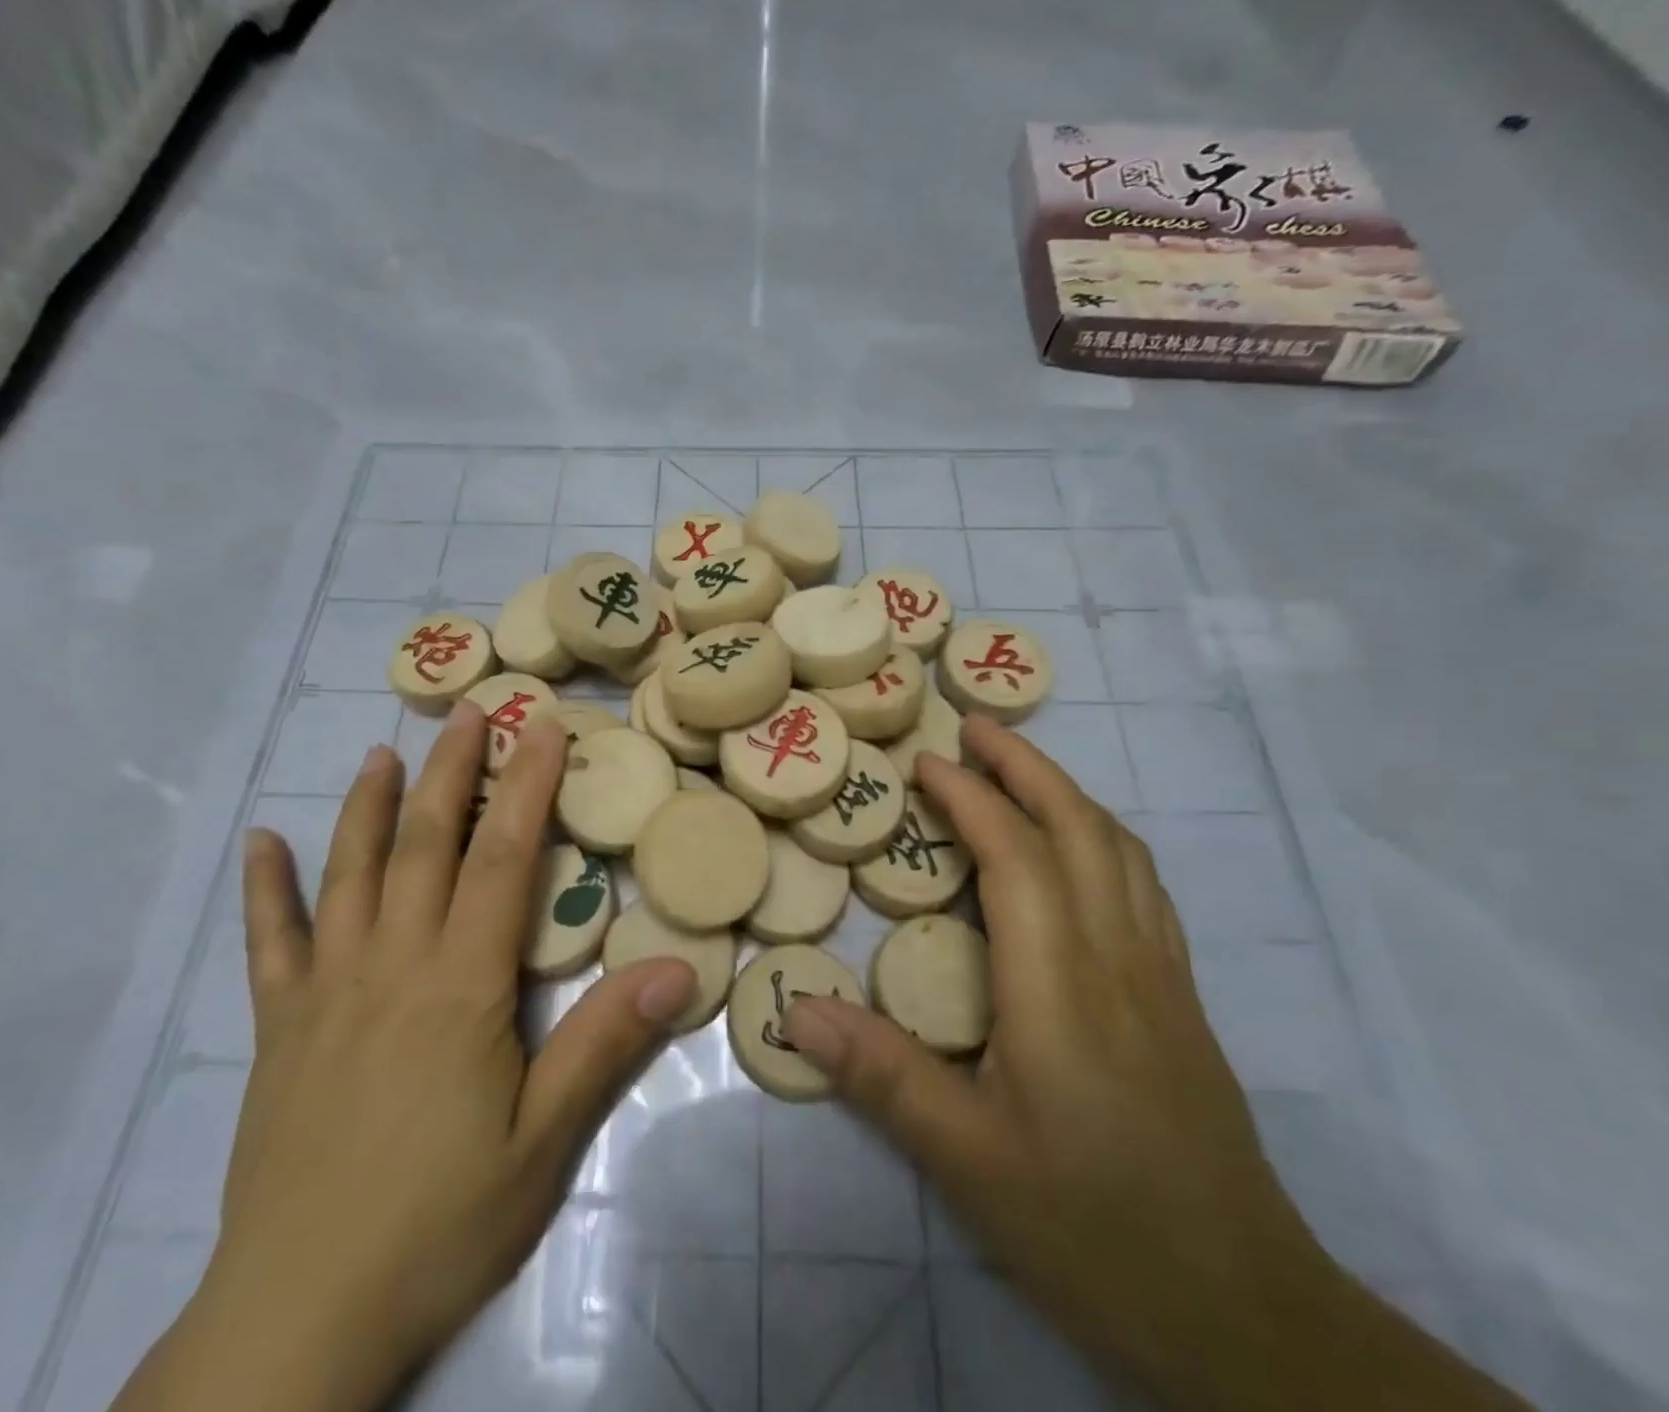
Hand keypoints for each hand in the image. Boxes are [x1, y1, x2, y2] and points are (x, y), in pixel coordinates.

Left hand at [114, 703, 697, 1411]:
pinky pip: (270, 941)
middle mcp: (391, 965)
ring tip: (382, 752)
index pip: (503, 859)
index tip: (542, 729)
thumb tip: (678, 967)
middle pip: (426, 845)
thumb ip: (605, 1044)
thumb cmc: (441, 1222)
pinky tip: (261, 842)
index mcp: (461, 985)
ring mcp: (325, 991)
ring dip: (368, 806)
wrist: (300, 1318)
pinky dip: (267, 887)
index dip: (526, 787)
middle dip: (453, 770)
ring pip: (349, 874)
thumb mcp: (544, 1141)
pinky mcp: (279, 1028)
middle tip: (470, 711)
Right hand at [782, 715, 1529, 1411]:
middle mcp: (1119, 960)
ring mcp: (1161, 976)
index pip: (1017, 857)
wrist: (1247, 1314)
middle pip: (1081, 830)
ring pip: (1121, 851)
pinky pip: (1141, 886)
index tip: (925, 762)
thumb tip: (795, 1007)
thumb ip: (881, 1076)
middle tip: (974, 726)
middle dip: (1026, 766)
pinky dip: (1101, 837)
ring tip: (1019, 768)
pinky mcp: (1181, 1000)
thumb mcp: (969, 1161)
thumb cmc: (1095, 1230)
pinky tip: (1078, 849)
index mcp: (1062, 987)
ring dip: (1067, 792)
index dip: (972, 798)